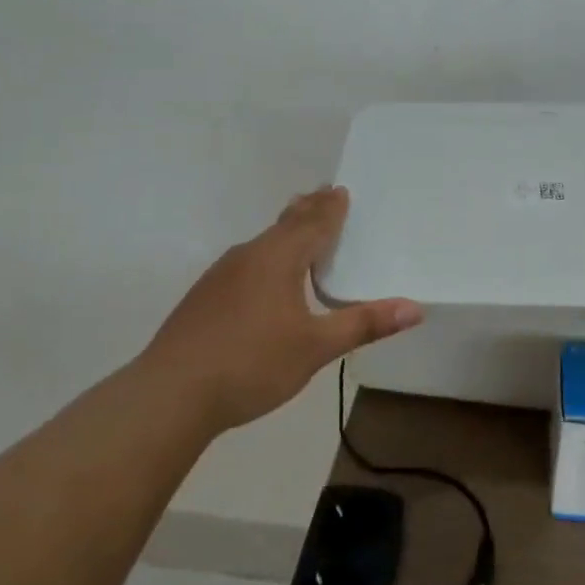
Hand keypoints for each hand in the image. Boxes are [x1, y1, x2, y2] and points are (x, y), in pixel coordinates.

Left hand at [138, 187, 422, 431]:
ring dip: (285, 231)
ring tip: (297, 226)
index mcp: (278, 259)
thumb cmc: (251, 363)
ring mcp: (221, 276)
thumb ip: (364, 324)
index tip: (340, 190)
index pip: (313, 224)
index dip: (331, 208)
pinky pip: (245, 262)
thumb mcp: (316, 347)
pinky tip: (261, 277)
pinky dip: (265, 255)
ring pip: (262, 243)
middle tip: (323, 193)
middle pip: (285, 224)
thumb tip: (415, 308)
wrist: (170, 394)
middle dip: (307, 209)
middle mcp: (248, 257)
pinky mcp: (204, 297)